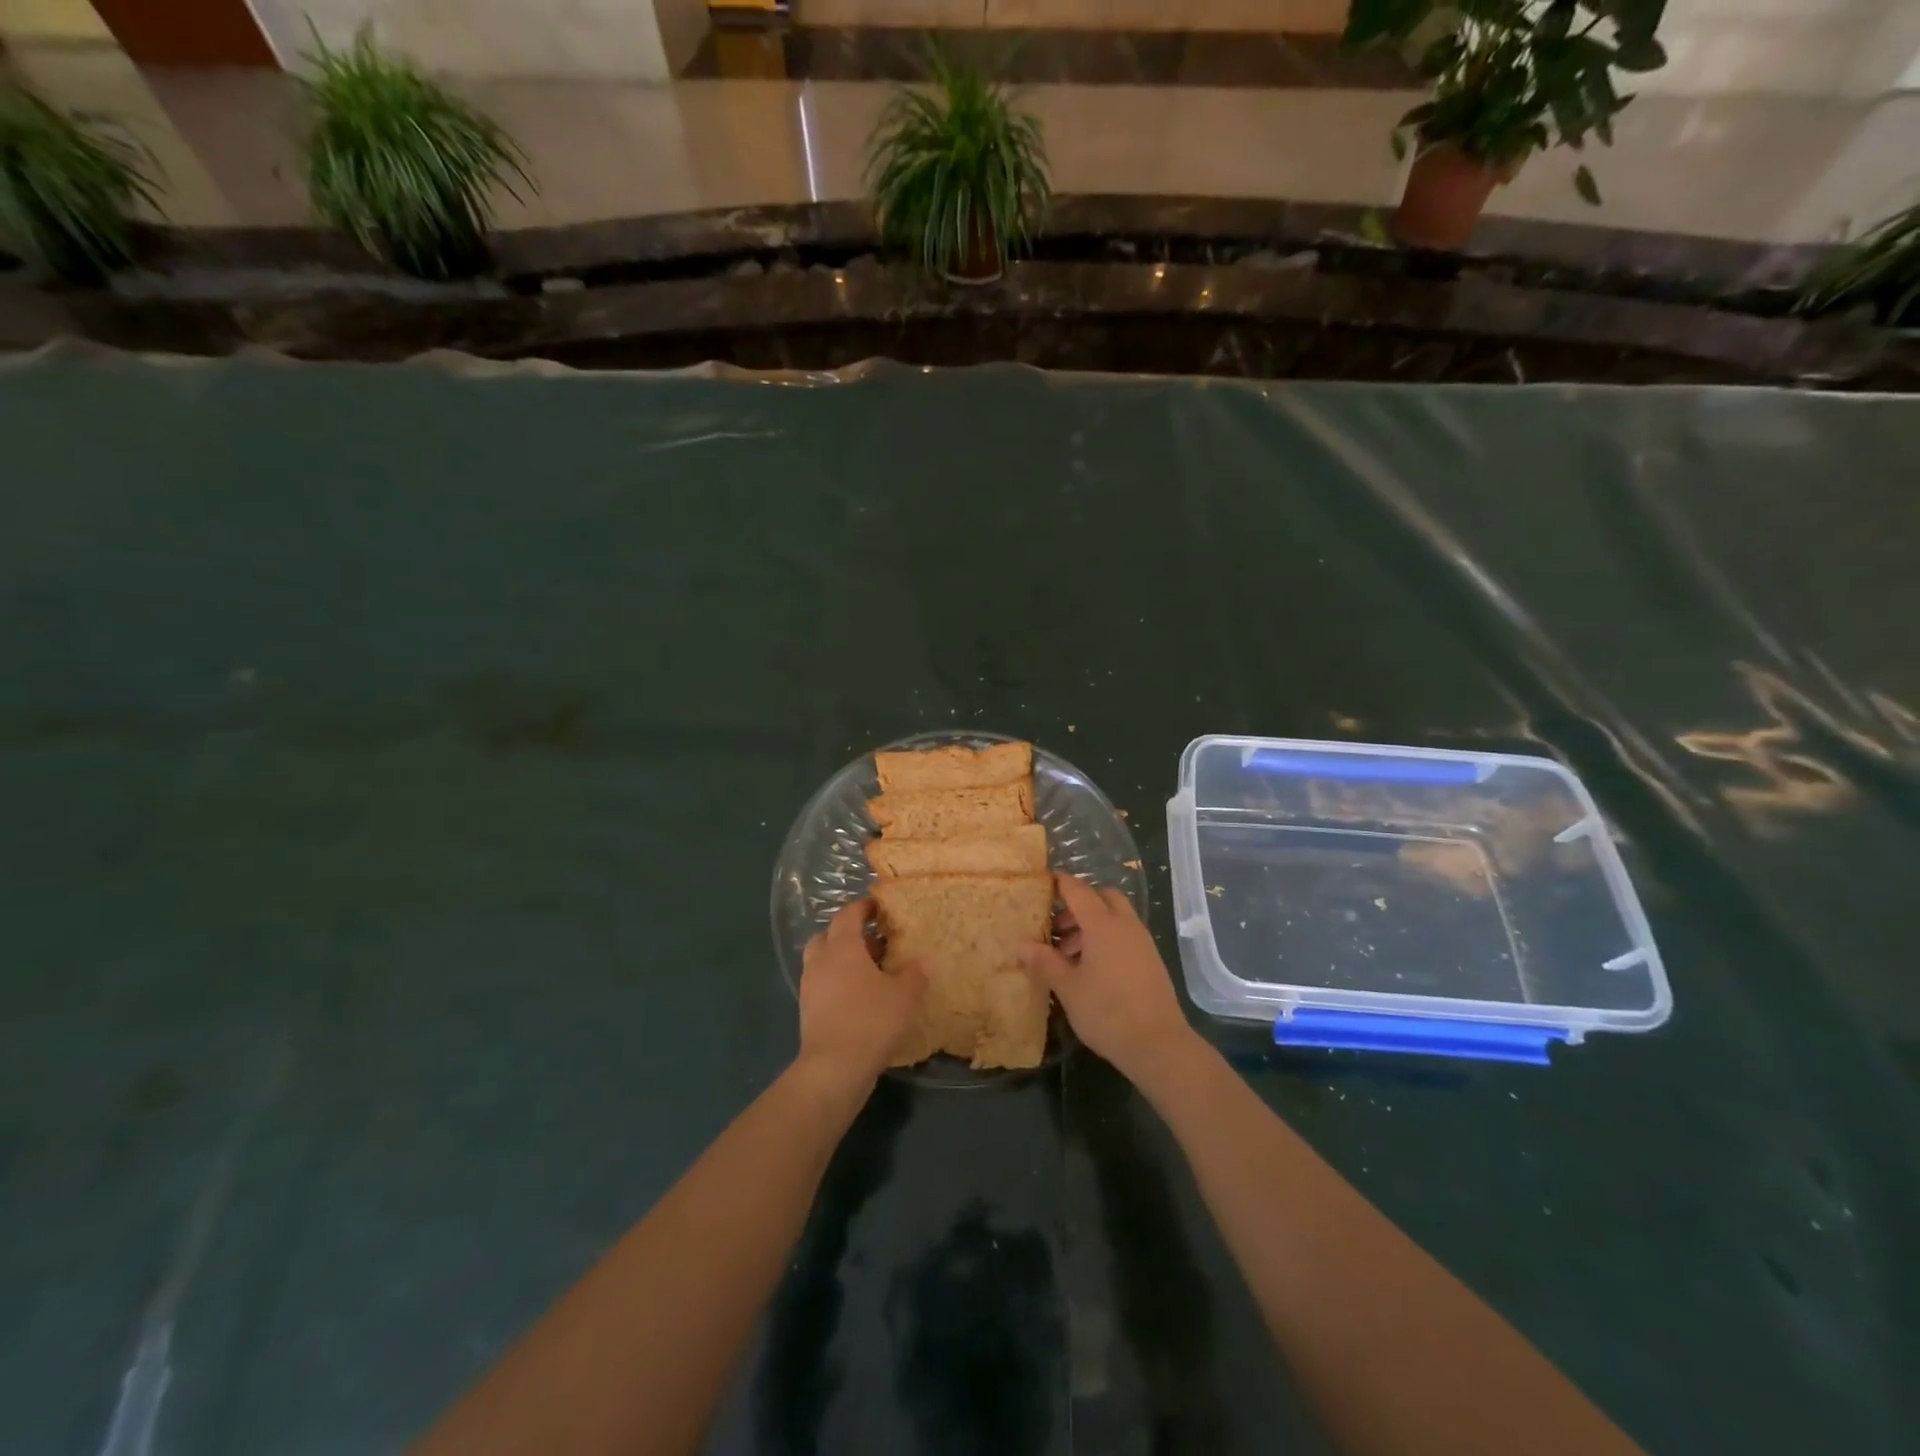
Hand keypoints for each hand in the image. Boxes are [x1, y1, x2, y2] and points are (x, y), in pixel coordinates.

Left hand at [798, 899, 926, 1088]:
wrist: (834, 1068)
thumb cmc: (871, 1021)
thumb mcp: (904, 996)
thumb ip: (915, 974)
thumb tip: (925, 959)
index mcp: (842, 947)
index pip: (848, 915)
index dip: (863, 908)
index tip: (879, 907)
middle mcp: (821, 962)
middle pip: (828, 936)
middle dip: (848, 934)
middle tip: (873, 940)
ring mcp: (810, 988)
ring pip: (823, 962)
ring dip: (842, 960)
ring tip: (870, 970)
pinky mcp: (808, 1012)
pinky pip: (822, 985)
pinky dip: (838, 983)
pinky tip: (860, 997)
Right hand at [1018, 873, 1197, 1084]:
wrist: (1158, 1044)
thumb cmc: (1107, 1012)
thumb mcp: (1068, 988)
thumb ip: (1044, 961)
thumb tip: (1020, 944)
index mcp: (1103, 925)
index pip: (1078, 891)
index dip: (1061, 883)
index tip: (1044, 881)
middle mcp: (1125, 925)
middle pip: (1103, 897)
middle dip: (1080, 904)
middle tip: (1058, 927)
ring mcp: (1142, 942)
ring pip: (1115, 916)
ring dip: (1092, 924)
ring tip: (1069, 954)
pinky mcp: (1151, 960)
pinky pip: (1125, 934)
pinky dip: (1107, 938)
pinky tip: (1092, 968)